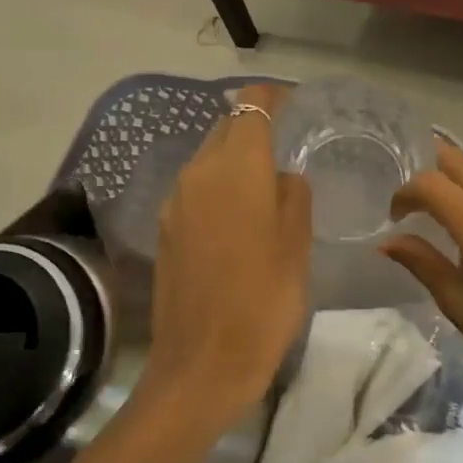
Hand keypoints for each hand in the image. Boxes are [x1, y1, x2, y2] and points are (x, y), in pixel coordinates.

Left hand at [144, 84, 311, 429]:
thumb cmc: (264, 300)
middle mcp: (197, 173)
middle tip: (289, 144)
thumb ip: (293, 195)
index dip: (273, 98)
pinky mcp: (165, 231)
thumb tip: (281, 176)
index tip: (296, 104)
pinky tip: (241, 218)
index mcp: (234, 167)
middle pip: (226, 129)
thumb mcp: (296, 244)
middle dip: (255, 127)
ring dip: (235, 160)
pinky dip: (220, 189)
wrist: (202, 365)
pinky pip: (196, 191)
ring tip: (268, 183)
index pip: (251, 106)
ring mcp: (175, 203)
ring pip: (208, 160)